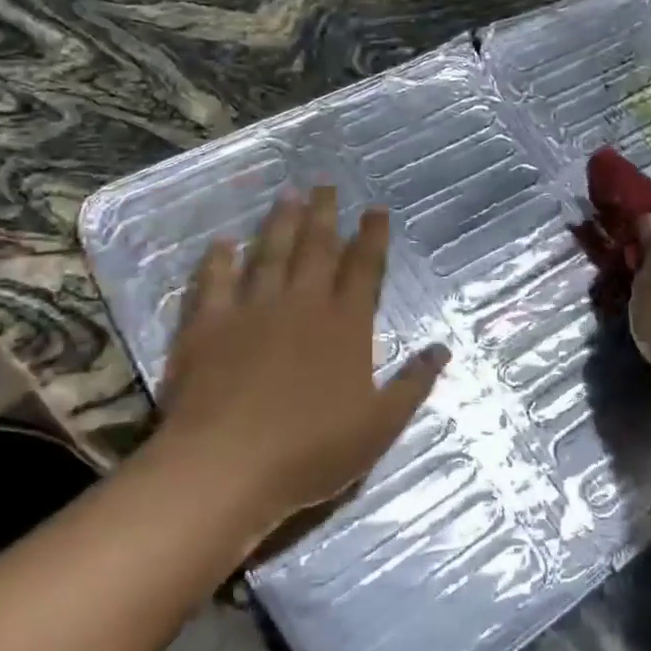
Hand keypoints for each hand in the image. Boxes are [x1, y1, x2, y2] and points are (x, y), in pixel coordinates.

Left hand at [146, 188, 448, 531]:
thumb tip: (443, 349)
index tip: (375, 209)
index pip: (364, 268)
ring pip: (270, 254)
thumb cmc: (311, 450)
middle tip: (327, 185)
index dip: (372, 237)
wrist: (226, 466)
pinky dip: (218, 260)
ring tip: (288, 195)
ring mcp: (252, 310)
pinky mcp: (207, 326)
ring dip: (280, 223)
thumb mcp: (380, 425)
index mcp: (345, 325)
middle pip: (316, 248)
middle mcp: (301, 304)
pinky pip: (213, 282)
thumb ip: (413, 384)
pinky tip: (223, 243)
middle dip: (325, 215)